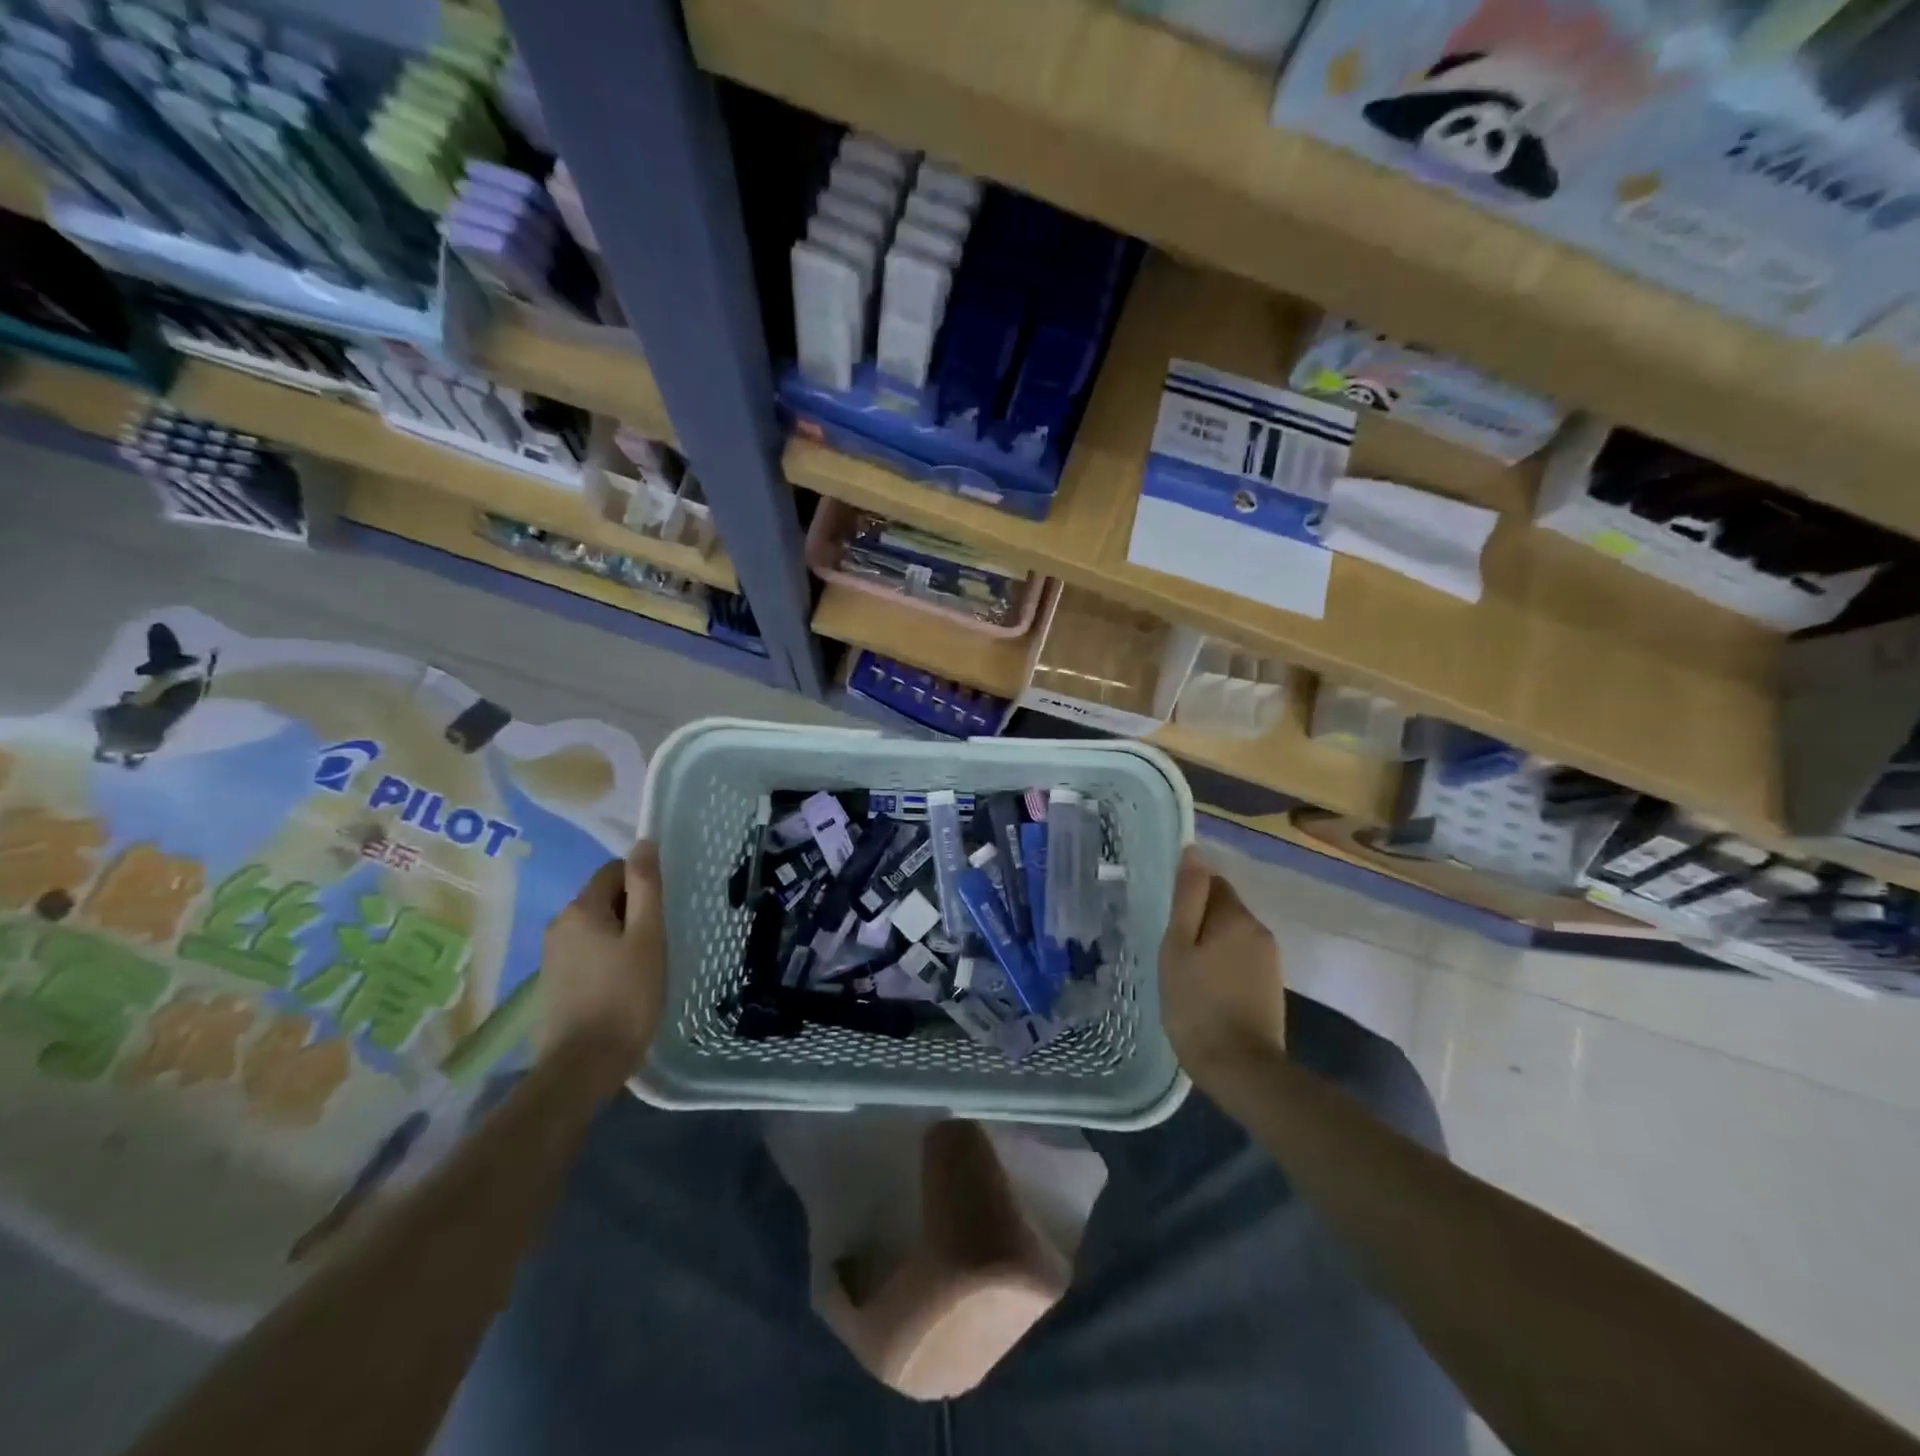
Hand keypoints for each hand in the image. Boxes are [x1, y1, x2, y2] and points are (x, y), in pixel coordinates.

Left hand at [536, 840, 666, 1091]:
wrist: (582, 1067)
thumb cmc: (626, 997)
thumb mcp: (648, 937)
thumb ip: (646, 887)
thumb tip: (643, 843)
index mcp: (581, 908)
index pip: (614, 870)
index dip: (642, 885)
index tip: (662, 913)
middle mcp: (559, 924)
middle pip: (604, 898)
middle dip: (633, 911)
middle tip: (658, 942)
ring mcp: (551, 955)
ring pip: (596, 927)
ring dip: (621, 936)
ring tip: (644, 965)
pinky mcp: (553, 982)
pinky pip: (586, 952)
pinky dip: (607, 957)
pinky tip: (623, 984)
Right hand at [1159, 847, 1286, 1085]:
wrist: (1241, 1068)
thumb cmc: (1197, 1003)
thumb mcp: (1178, 946)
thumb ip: (1187, 898)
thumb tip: (1194, 851)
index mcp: (1237, 916)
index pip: (1212, 883)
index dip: (1187, 898)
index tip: (1168, 922)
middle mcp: (1260, 931)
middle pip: (1224, 909)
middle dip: (1199, 922)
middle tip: (1172, 952)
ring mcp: (1270, 960)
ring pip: (1232, 936)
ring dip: (1211, 945)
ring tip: (1186, 973)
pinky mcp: (1272, 986)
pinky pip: (1241, 960)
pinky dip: (1223, 966)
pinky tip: (1206, 990)